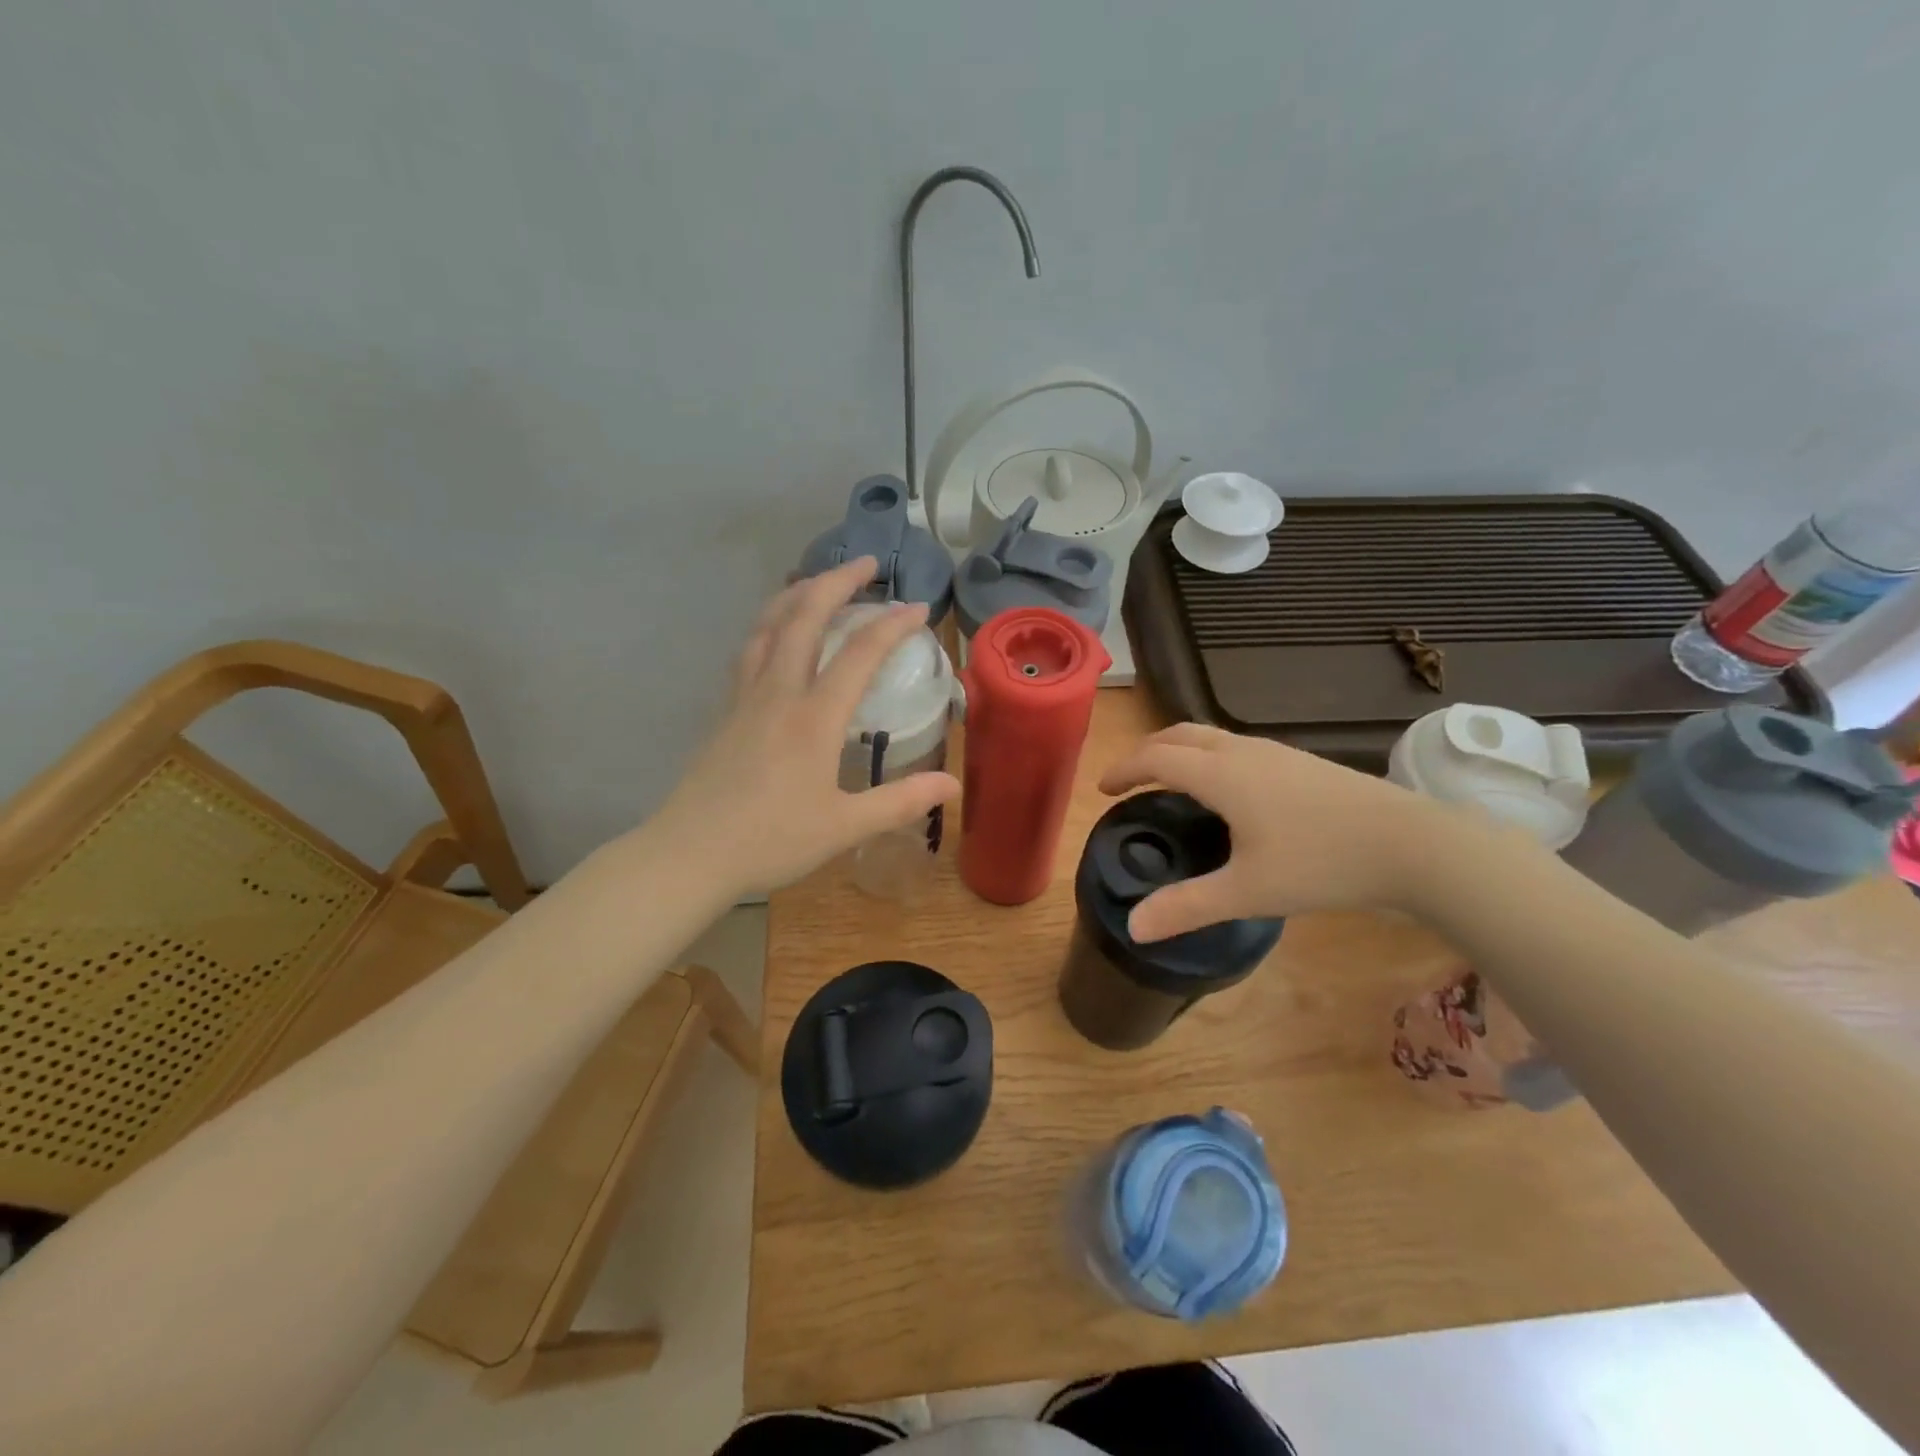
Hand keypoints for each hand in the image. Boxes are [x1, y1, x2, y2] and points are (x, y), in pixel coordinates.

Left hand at [653, 557, 959, 898]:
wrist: (689, 853)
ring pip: (768, 625)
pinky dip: (770, 624)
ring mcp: (745, 697)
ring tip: (818, 582)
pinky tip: (776, 633)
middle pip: (804, 616)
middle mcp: (778, 693)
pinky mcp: (725, 710)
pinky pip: (750, 649)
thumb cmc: (770, 841)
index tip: (918, 609)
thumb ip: (900, 802)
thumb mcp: (844, 827)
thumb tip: (954, 786)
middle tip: (866, 564)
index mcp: (813, 718)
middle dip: (837, 582)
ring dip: (796, 594)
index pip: (859, 654)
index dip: (892, 625)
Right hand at [1098, 723, 1445, 940]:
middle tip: (1130, 779)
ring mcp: (1276, 753)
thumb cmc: (1322, 862)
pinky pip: (1236, 747)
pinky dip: (1209, 756)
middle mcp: (1242, 752)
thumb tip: (1132, 928)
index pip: (1156, 757)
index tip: (1103, 789)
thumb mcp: (1248, 891)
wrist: (1412, 844)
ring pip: (1211, 737)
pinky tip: (1227, 790)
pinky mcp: (1301, 762)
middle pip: (1180, 734)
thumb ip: (1187, 907)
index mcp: (1220, 774)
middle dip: (1147, 751)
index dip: (1124, 769)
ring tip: (1170, 781)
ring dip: (1179, 750)